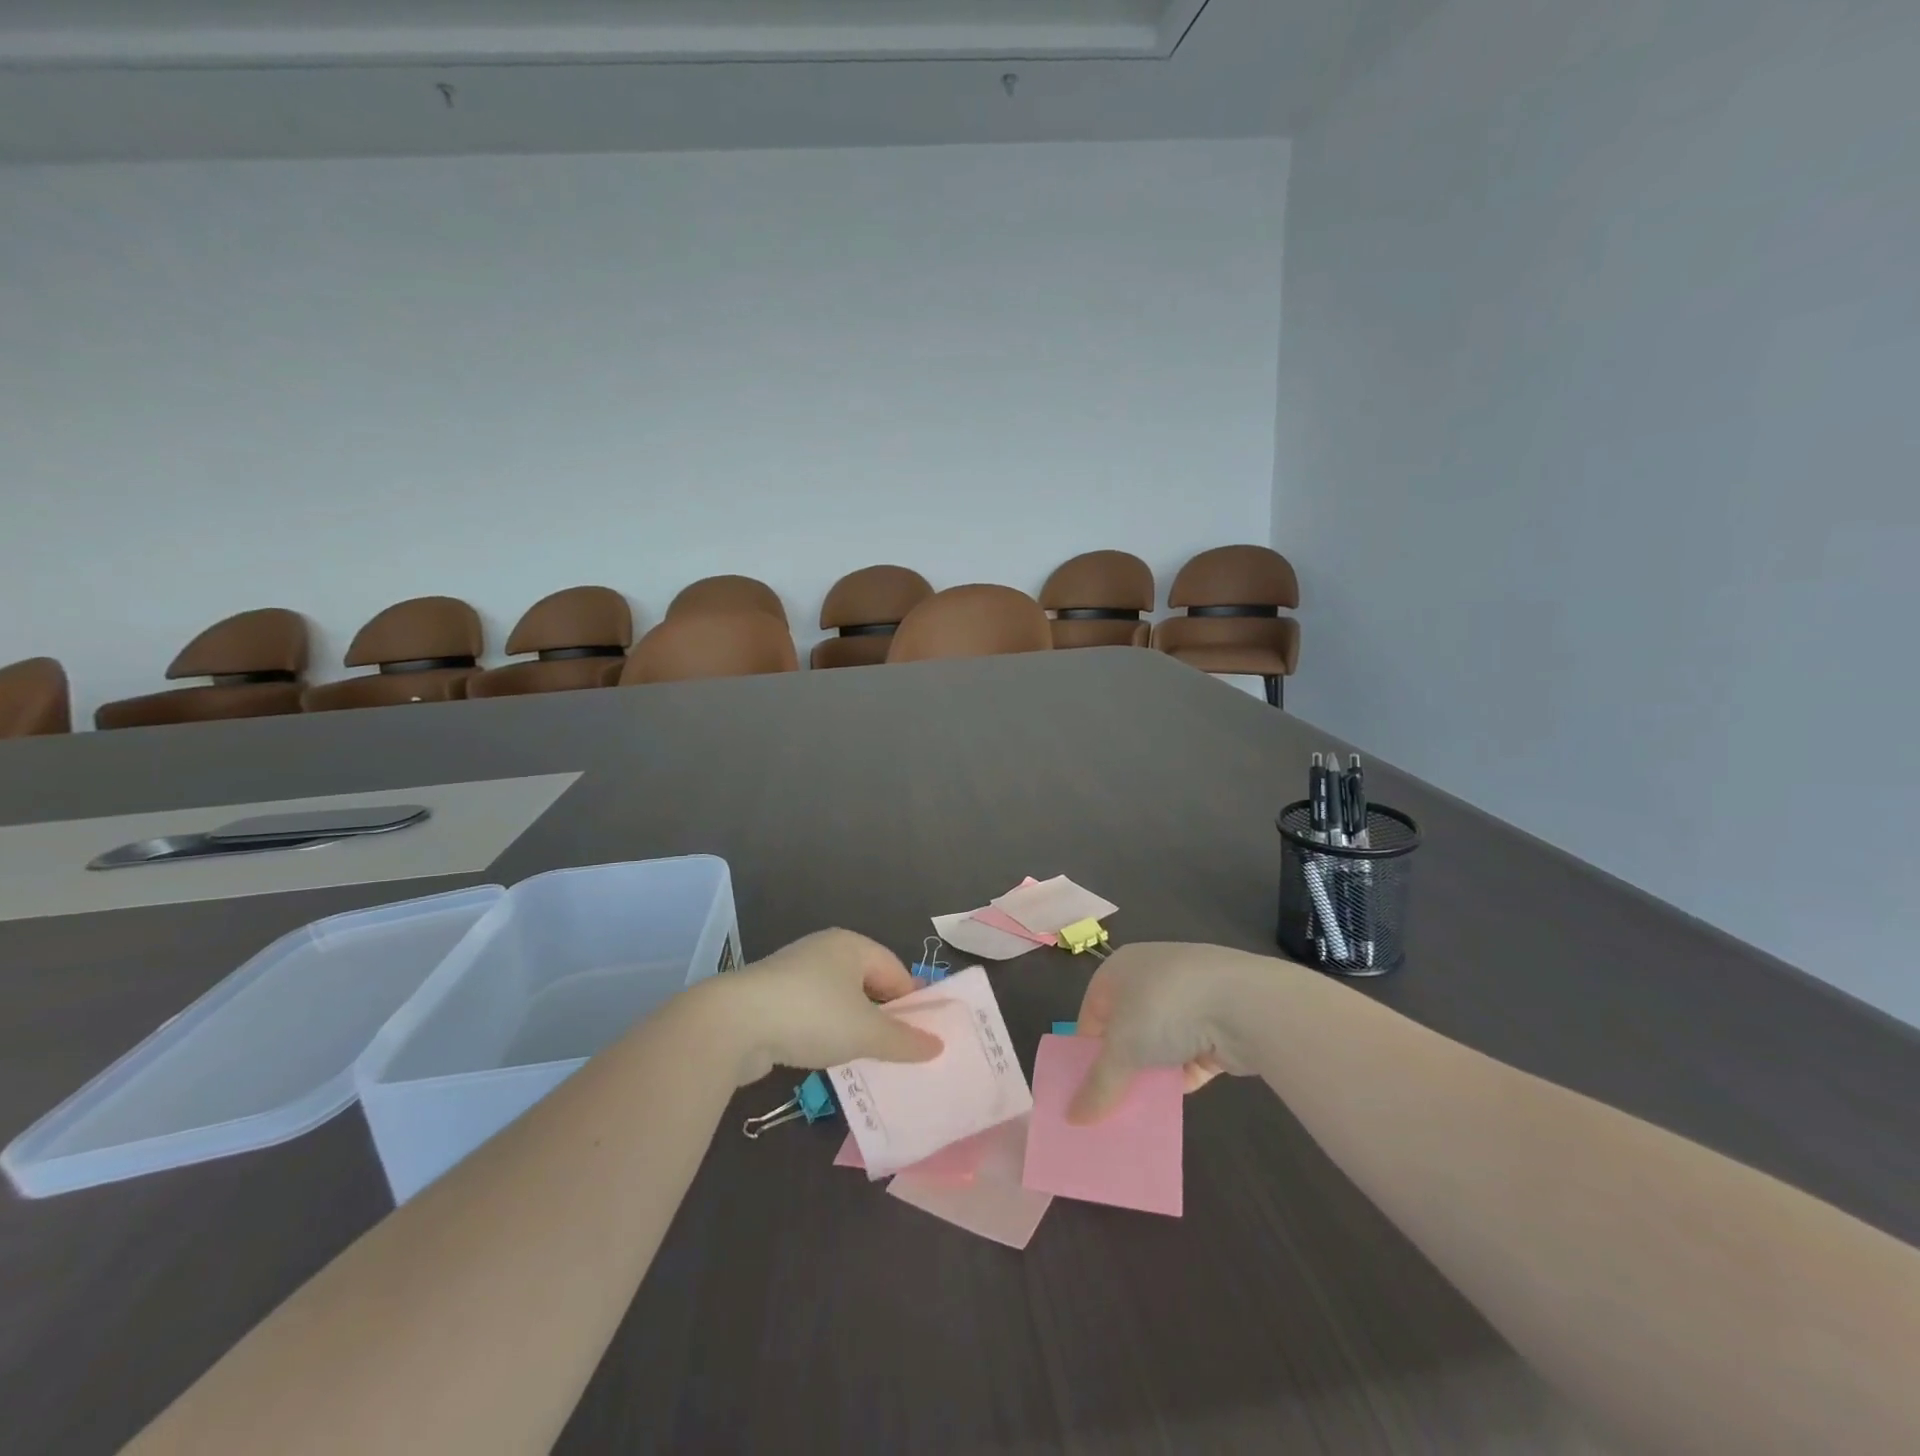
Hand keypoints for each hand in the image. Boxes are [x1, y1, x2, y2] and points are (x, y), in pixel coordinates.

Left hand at [714, 929, 943, 1085]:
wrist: (733, 1023)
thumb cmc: (812, 1015)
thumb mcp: (866, 1032)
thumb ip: (904, 1040)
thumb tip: (937, 1046)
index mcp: (852, 945)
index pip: (896, 971)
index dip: (912, 1003)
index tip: (922, 1037)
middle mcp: (825, 950)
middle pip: (868, 984)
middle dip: (883, 1017)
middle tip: (898, 1051)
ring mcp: (795, 972)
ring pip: (839, 1001)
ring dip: (853, 1028)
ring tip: (864, 1059)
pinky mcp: (771, 997)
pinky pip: (812, 1013)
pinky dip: (824, 1033)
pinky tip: (826, 1057)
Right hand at [1068, 942, 1261, 1123]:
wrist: (1243, 1002)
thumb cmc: (1164, 1009)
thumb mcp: (1122, 1049)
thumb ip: (1098, 1085)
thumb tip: (1073, 1118)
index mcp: (1119, 968)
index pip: (1092, 1011)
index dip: (1085, 1050)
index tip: (1082, 1088)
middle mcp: (1150, 976)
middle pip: (1125, 1028)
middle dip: (1119, 1066)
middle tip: (1108, 1104)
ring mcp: (1187, 998)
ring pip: (1158, 1043)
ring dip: (1150, 1074)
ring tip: (1137, 1112)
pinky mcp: (1217, 1023)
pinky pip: (1188, 1055)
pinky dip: (1180, 1077)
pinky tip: (1170, 1107)